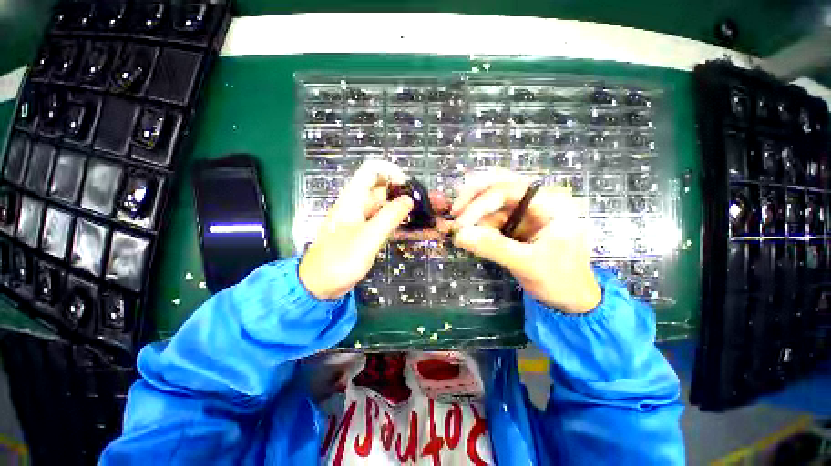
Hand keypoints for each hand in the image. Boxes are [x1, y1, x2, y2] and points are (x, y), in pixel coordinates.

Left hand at [299, 161, 413, 299]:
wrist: (320, 286)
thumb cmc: (339, 260)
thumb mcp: (367, 238)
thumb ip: (389, 217)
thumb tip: (409, 199)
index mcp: (353, 199)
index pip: (372, 170)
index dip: (391, 171)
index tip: (409, 186)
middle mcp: (359, 205)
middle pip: (384, 189)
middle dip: (405, 193)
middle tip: (426, 204)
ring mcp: (363, 220)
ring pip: (387, 207)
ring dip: (406, 210)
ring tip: (426, 218)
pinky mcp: (367, 233)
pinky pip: (386, 223)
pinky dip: (401, 224)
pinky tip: (416, 231)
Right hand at [451, 169, 600, 313]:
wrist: (570, 298)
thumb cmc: (559, 279)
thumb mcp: (527, 264)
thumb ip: (494, 248)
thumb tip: (460, 236)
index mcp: (549, 203)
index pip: (507, 190)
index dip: (479, 204)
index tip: (460, 224)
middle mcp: (536, 199)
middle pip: (498, 183)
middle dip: (473, 197)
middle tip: (455, 213)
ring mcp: (524, 210)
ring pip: (491, 199)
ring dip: (473, 212)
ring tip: (460, 231)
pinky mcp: (515, 223)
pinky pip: (491, 216)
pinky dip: (477, 223)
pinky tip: (470, 234)